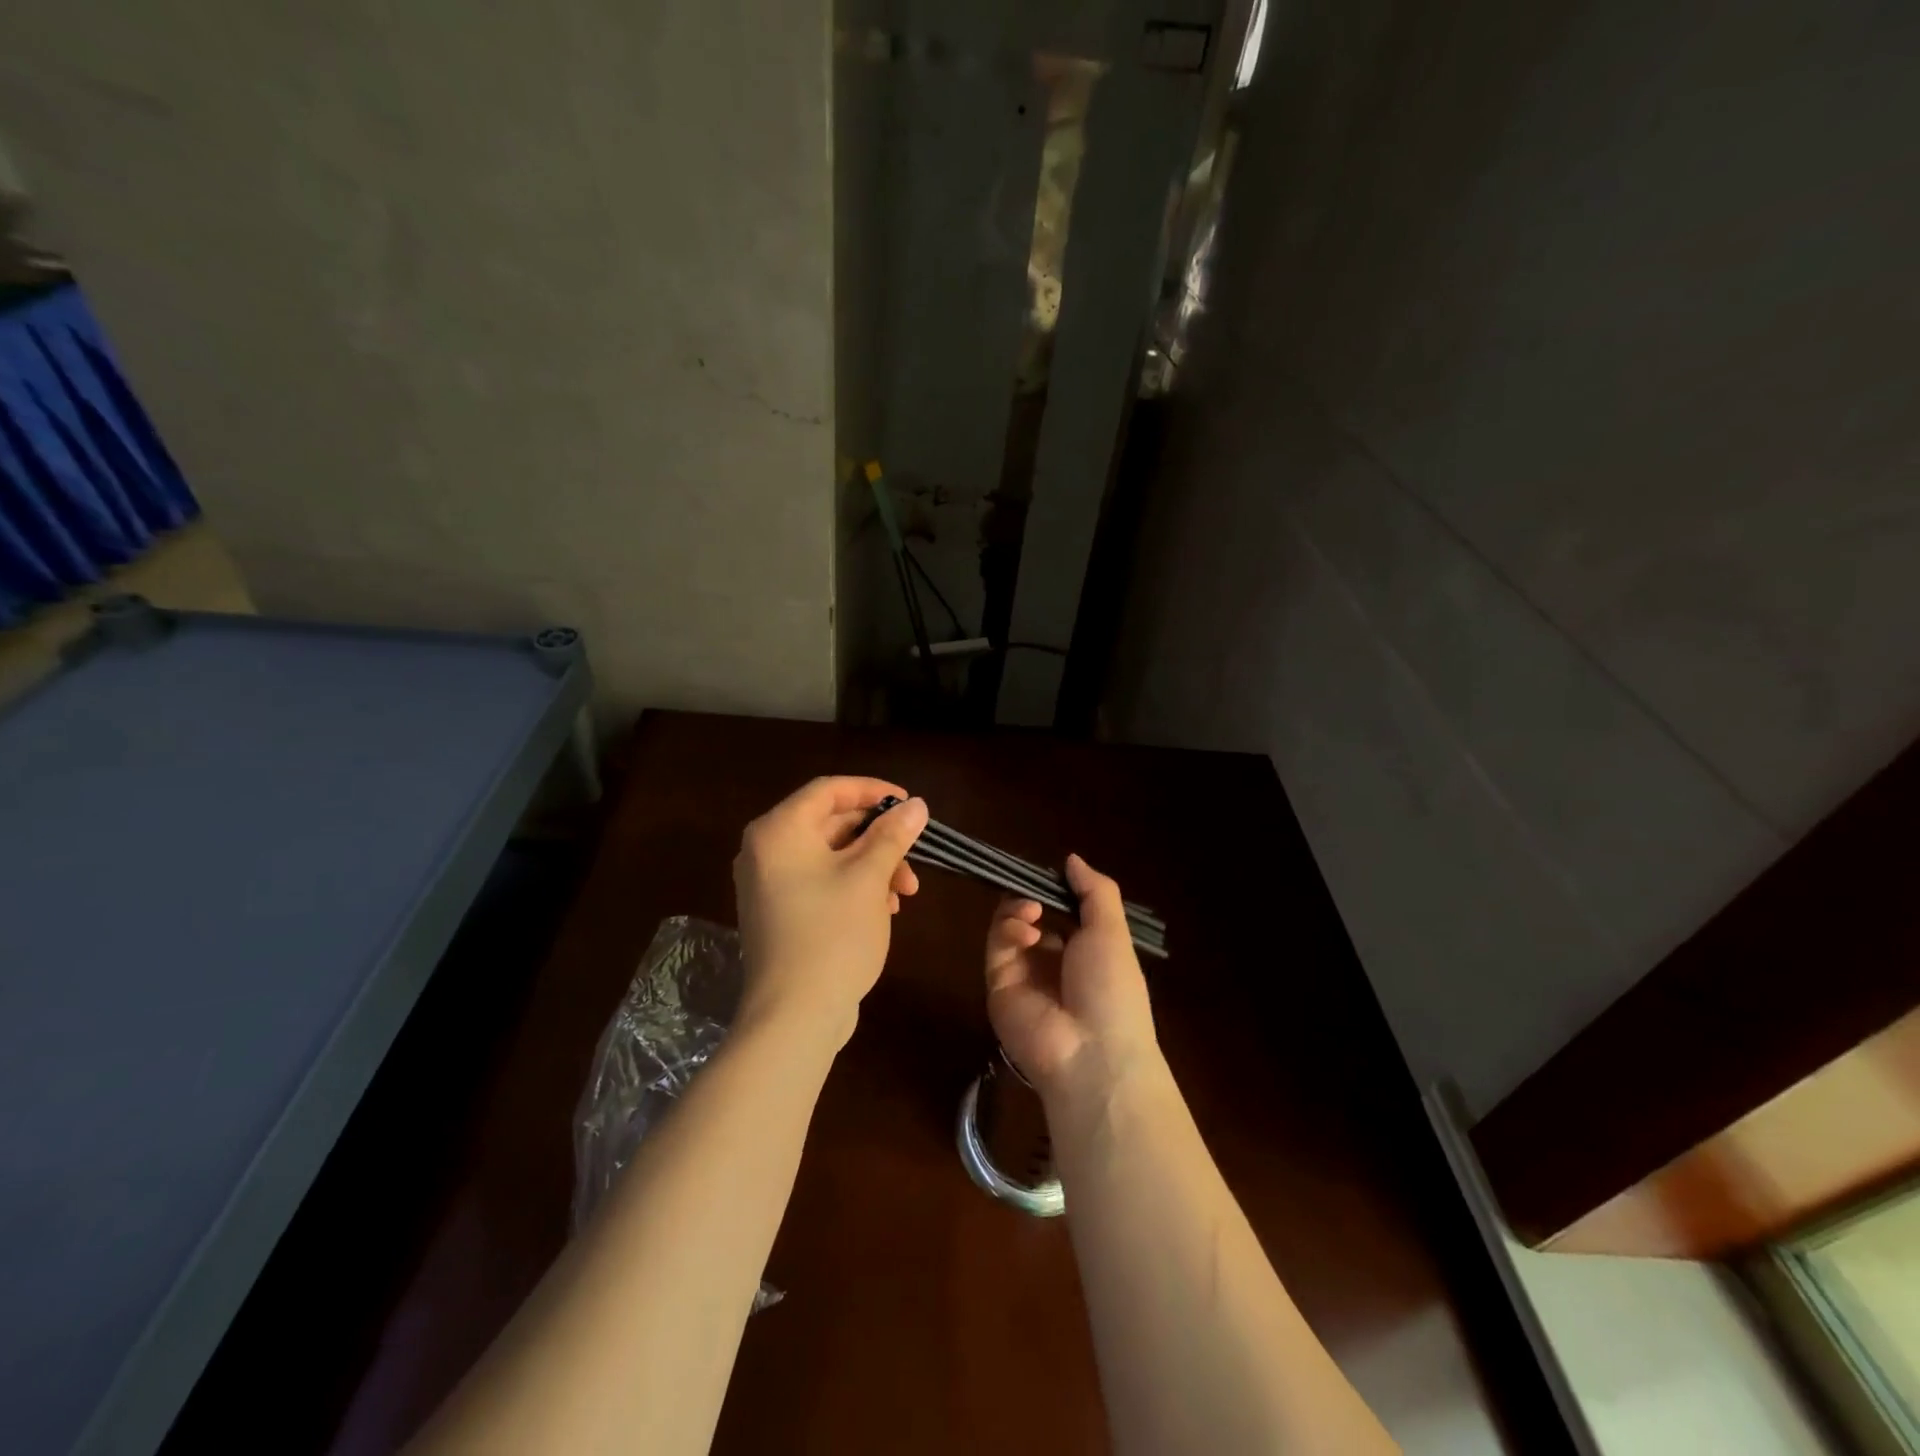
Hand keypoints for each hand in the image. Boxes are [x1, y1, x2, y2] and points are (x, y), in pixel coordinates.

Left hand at [733, 777, 927, 1046]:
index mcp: (779, 831)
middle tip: (914, 855)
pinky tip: (884, 910)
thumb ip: (892, 835)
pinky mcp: (779, 914)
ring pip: (830, 856)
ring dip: (872, 866)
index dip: (872, 790)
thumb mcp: (869, 878)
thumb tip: (916, 805)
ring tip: (905, 894)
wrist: (793, 1017)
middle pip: (831, 824)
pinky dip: (853, 887)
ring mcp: (769, 885)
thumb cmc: (832, 935)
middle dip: (878, 839)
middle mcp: (766, 851)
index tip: (909, 804)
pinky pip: (820, 882)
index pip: (828, 790)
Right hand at [984, 854, 1159, 1108]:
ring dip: (1017, 910)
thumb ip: (1095, 890)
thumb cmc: (1113, 988)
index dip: (1054, 889)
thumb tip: (1071, 859)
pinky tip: (1026, 931)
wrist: (1091, 1053)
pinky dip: (1008, 930)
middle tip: (1034, 891)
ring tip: (1031, 912)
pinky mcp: (999, 985)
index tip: (1048, 871)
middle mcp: (1053, 960)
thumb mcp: (1113, 932)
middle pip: (1031, 915)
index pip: (1062, 910)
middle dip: (1031, 896)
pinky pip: (996, 947)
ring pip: (1009, 926)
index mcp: (1085, 950)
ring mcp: (1024, 973)